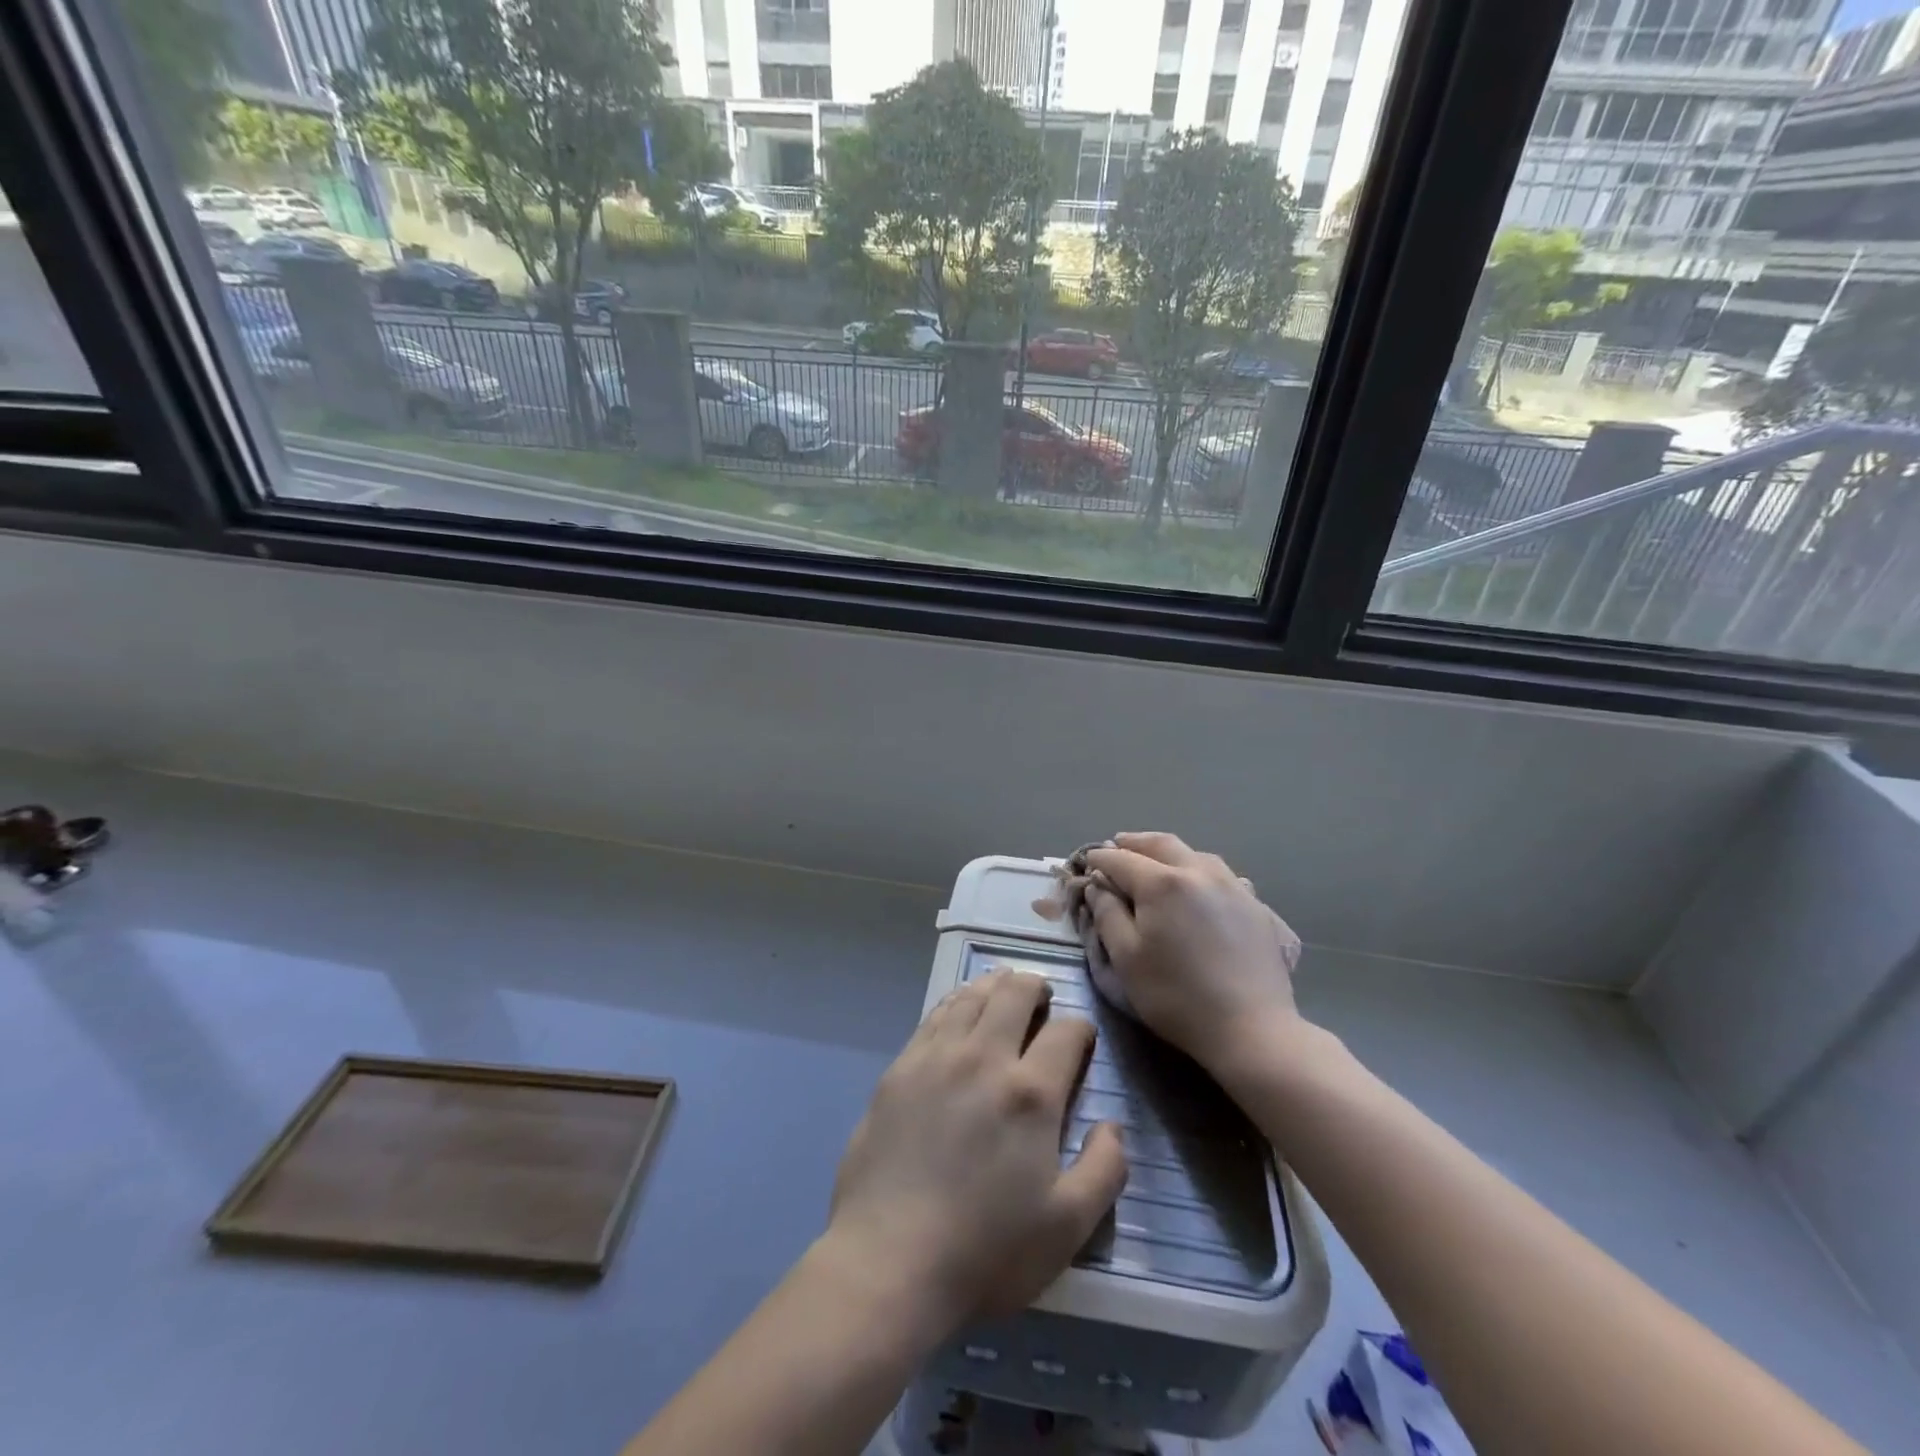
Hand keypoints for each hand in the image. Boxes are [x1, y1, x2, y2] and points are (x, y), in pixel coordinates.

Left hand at [824, 969, 1127, 1330]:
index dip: (1081, 1029)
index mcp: (1030, 1093)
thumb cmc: (986, 1250)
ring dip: (995, 985)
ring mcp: (936, 1057)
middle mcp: (984, 1058)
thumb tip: (1112, 1126)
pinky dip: (956, 1001)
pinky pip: (935, 1014)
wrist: (888, 1260)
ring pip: (972, 996)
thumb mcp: (1067, 1227)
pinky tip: (960, 1008)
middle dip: (1036, 987)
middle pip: (1014, 994)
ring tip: (1004, 989)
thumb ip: (1104, 1170)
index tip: (1082, 1040)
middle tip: (1043, 998)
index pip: (1066, 1032)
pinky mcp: (900, 1067)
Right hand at [1084, 832, 1306, 1083]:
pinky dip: (1200, 871)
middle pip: (1162, 844)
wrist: (1251, 1029)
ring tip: (1156, 861)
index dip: (1100, 858)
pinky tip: (1199, 885)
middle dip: (1135, 842)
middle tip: (1117, 844)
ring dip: (1169, 853)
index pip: (1121, 859)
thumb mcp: (1126, 958)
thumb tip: (1097, 886)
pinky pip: (1222, 875)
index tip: (1086, 861)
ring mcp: (1233, 886)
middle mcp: (1199, 872)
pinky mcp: (1256, 906)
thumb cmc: (1176, 996)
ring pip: (1196, 854)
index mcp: (1162, 883)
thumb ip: (1107, 914)